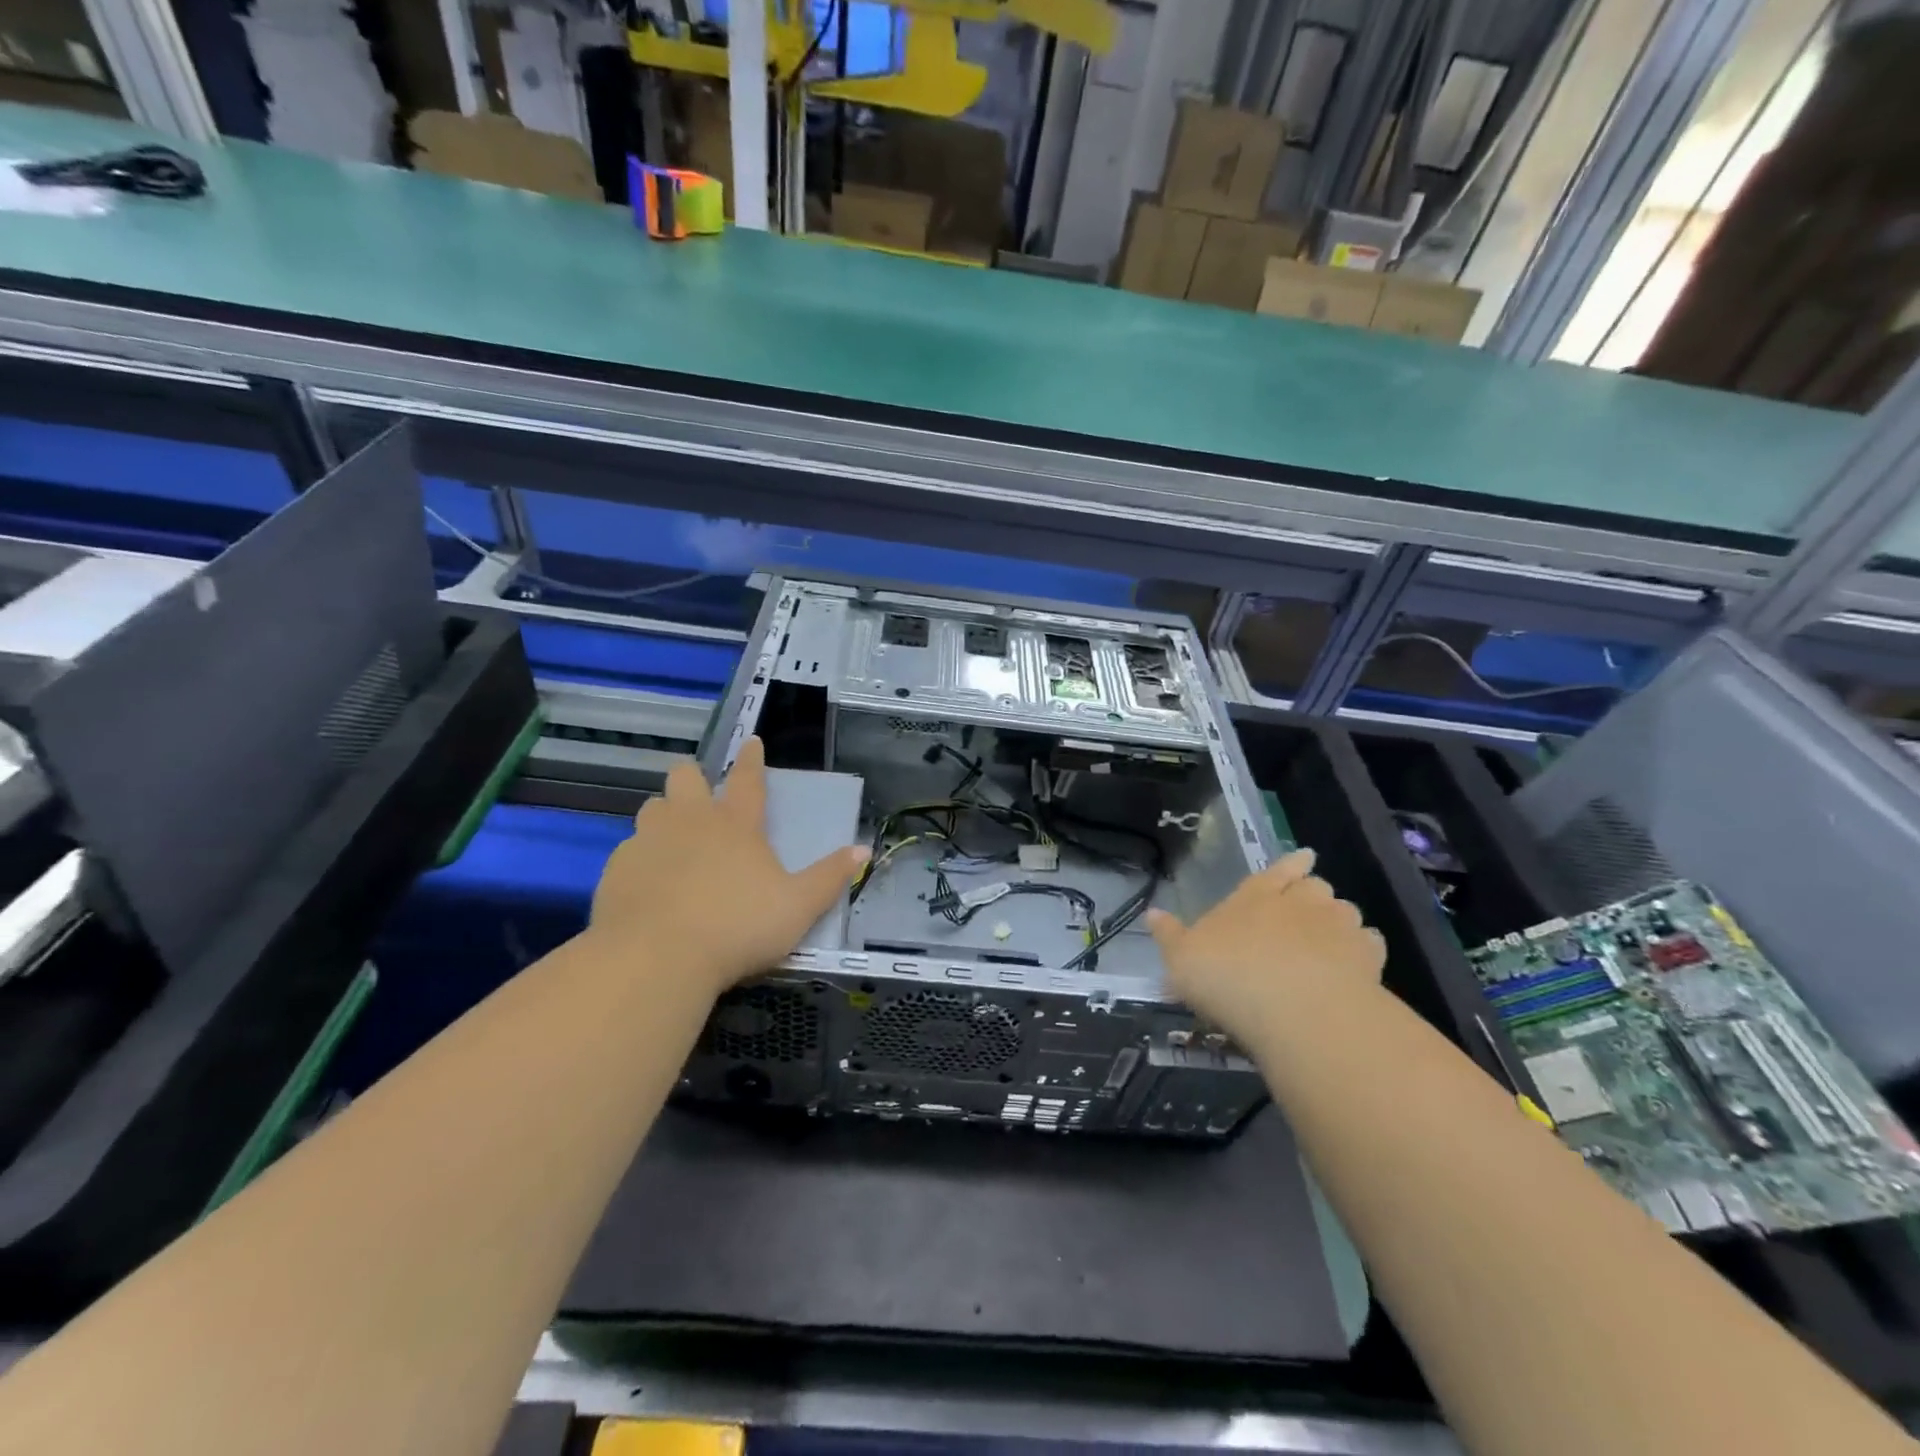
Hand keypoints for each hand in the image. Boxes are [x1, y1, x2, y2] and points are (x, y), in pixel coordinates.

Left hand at [588, 737, 868, 996]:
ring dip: (664, 815)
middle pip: (684, 778)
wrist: (656, 959)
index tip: (751, 740)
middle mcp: (690, 822)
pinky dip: (641, 858)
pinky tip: (647, 883)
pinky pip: (628, 850)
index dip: (752, 759)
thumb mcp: (798, 907)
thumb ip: (830, 877)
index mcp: (736, 824)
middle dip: (693, 776)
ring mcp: (648, 842)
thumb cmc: (738, 927)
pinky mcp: (616, 870)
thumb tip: (863, 850)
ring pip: (651, 808)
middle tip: (700, 791)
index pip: (747, 779)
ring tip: (674, 837)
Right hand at [1147, 849, 1384, 1040]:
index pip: (1277, 869)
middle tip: (1308, 907)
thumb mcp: (1181, 958)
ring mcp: (1337, 928)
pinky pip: (1369, 945)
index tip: (1304, 857)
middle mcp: (1299, 902)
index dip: (1290, 864)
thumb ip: (1169, 935)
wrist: (1294, 1009)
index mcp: (1255, 895)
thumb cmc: (1227, 975)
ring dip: (1339, 920)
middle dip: (1313, 893)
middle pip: (1315, 886)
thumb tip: (1152, 913)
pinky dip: (1363, 950)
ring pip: (1346, 911)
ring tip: (1332, 936)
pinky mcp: (1367, 960)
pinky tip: (1356, 965)